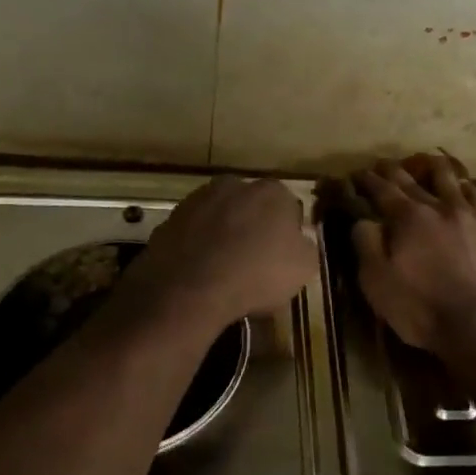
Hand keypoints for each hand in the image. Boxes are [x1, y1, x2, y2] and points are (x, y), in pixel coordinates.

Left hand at [119, 176, 315, 332]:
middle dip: (253, 228)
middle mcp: (235, 185)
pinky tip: (201, 273)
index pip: (288, 208)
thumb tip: (299, 239)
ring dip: (224, 235)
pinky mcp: (170, 219)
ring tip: (224, 271)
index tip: (283, 257)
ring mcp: (198, 200)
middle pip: (251, 207)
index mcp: (272, 191)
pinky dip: (198, 248)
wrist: (189, 289)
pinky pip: (194, 234)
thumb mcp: (303, 267)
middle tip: (254, 262)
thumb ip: (306, 246)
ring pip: (220, 218)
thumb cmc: (257, 274)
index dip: (287, 233)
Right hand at [351, 154, 475, 352]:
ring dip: (434, 168)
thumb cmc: (422, 307)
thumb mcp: (377, 281)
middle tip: (382, 165)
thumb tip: (363, 219)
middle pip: (412, 179)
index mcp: (407, 217)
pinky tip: (464, 188)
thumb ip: (366, 244)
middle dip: (393, 170)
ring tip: (427, 163)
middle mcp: (438, 206)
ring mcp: (468, 215)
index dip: (367, 180)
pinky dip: (465, 187)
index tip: (356, 174)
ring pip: (450, 179)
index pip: (381, 189)